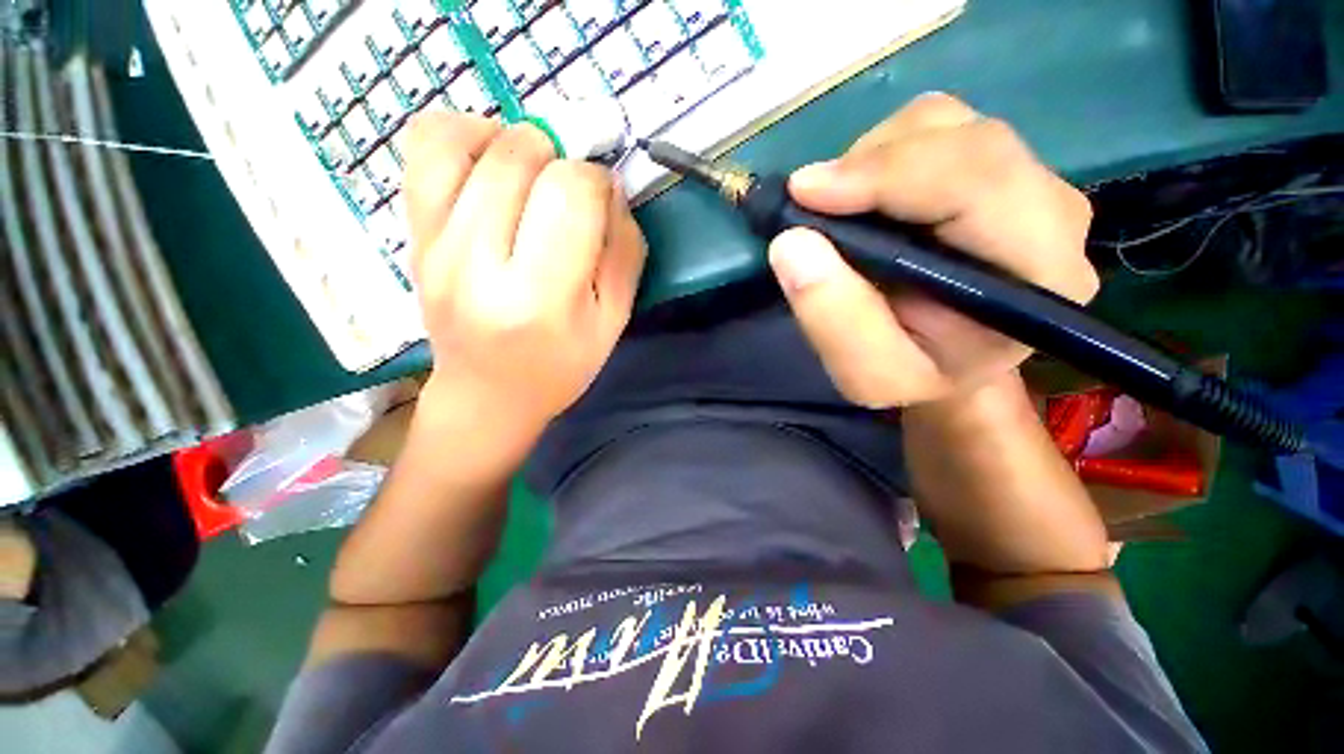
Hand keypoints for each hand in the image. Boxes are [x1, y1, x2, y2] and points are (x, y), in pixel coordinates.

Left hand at [401, 113, 645, 444]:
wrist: (487, 394)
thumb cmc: (560, 365)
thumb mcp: (613, 322)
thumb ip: (624, 251)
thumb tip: (610, 186)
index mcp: (540, 298)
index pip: (570, 193)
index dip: (596, 180)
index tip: (601, 202)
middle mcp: (477, 265)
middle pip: (519, 157)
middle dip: (559, 159)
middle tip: (568, 195)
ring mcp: (433, 247)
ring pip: (466, 140)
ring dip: (514, 141)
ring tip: (531, 174)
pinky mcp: (412, 236)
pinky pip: (424, 149)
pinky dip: (463, 134)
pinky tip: (488, 162)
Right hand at [769, 93, 1097, 407]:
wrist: (947, 365)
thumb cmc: (913, 377)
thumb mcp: (867, 374)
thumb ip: (834, 319)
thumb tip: (790, 242)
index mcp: (1039, 274)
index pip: (978, 183)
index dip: (887, 174)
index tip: (804, 192)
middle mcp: (1052, 214)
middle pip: (966, 139)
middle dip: (873, 163)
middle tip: (809, 203)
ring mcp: (1028, 183)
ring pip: (947, 123)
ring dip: (874, 158)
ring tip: (839, 210)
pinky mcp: (997, 170)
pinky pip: (936, 129)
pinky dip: (882, 154)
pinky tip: (863, 199)